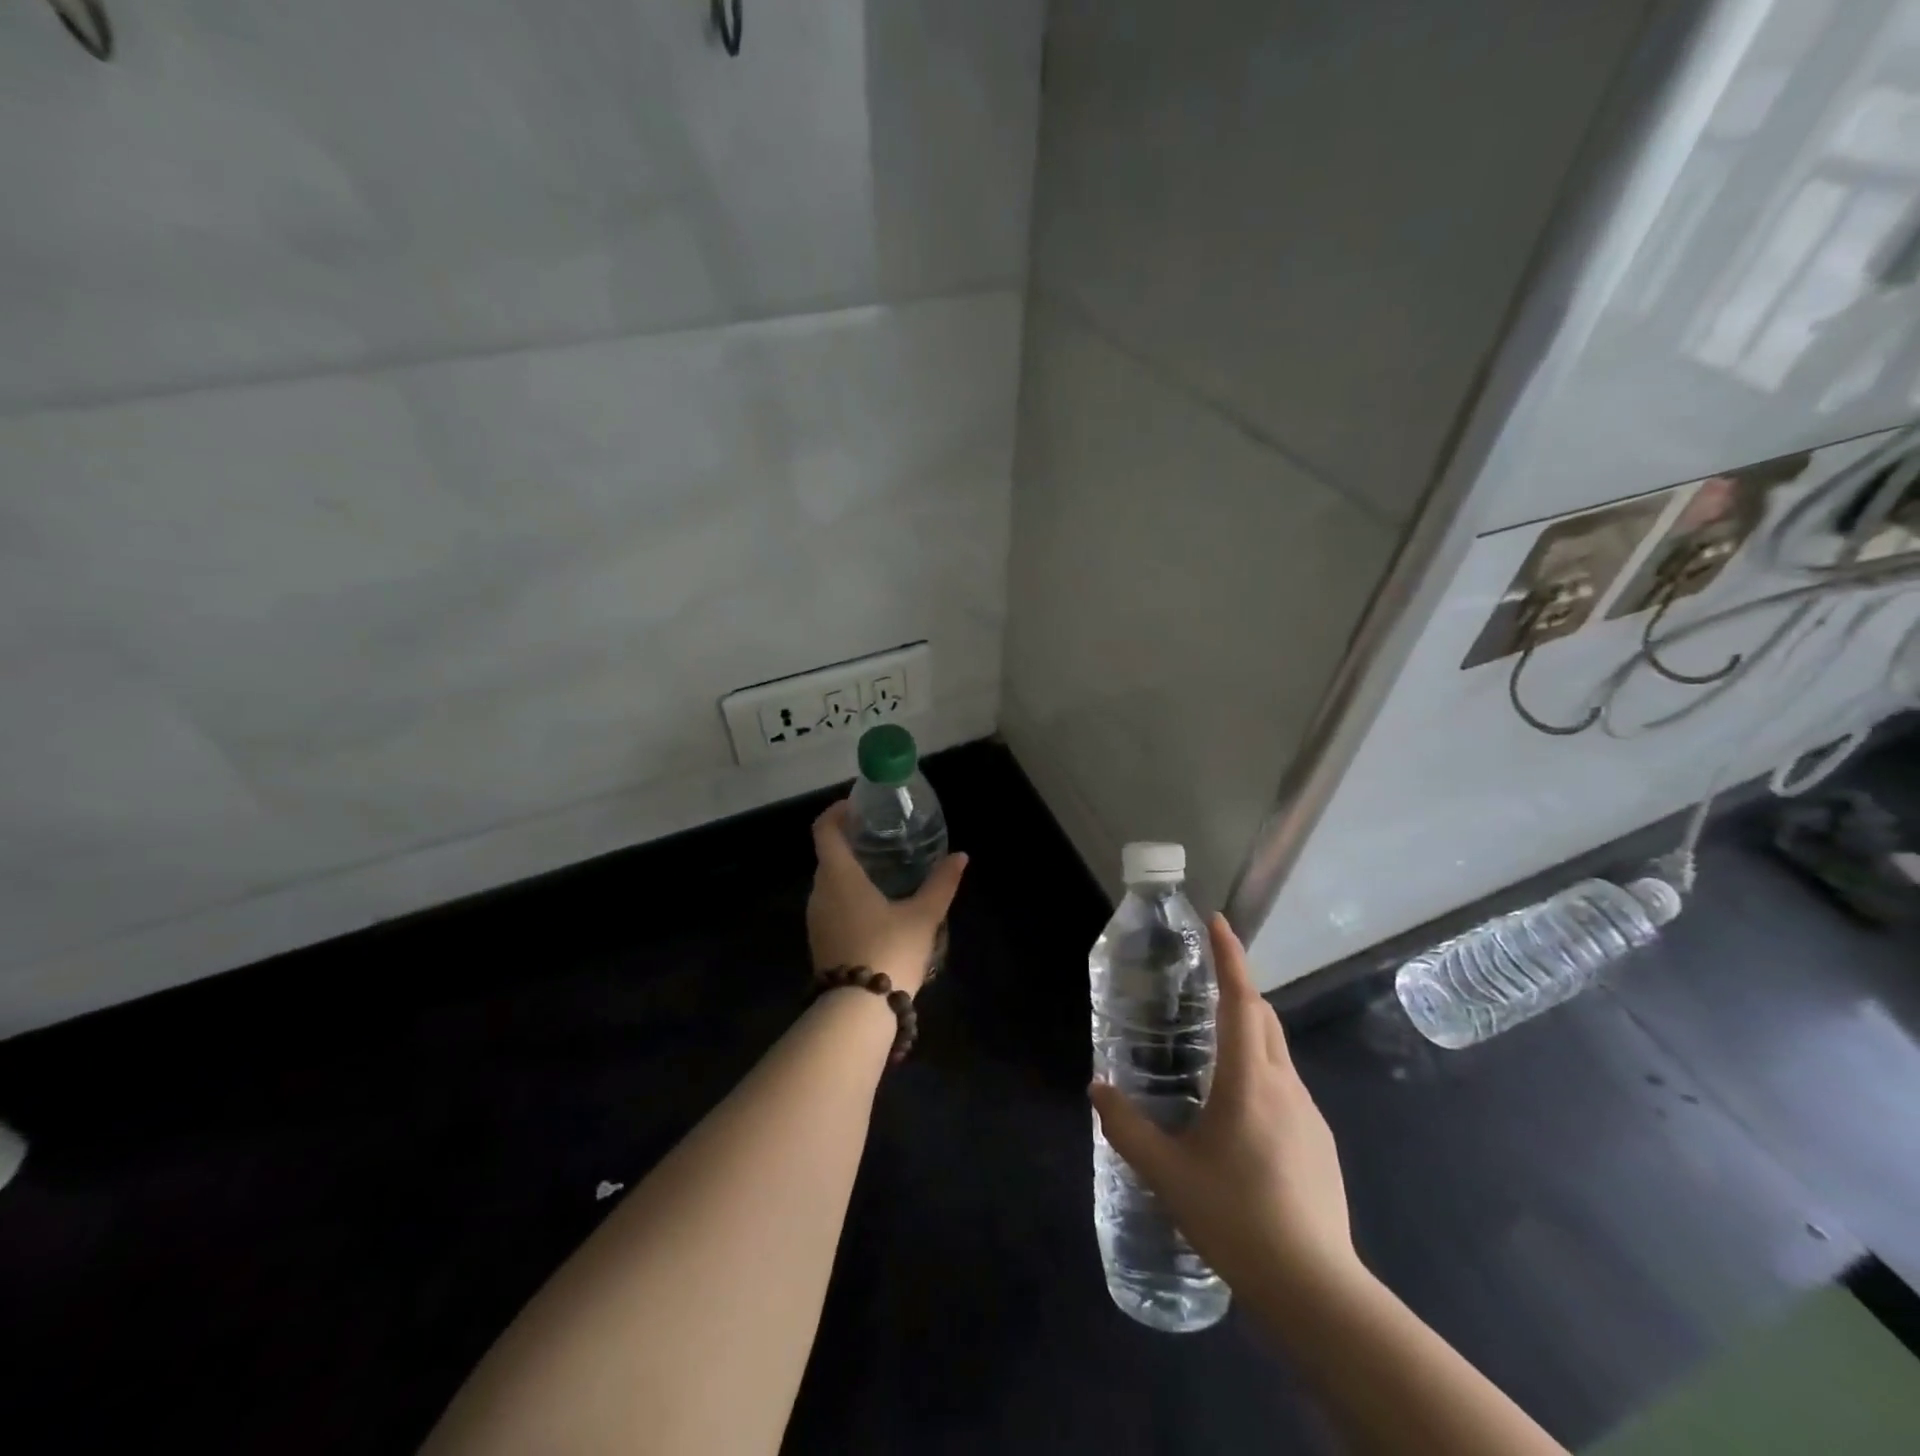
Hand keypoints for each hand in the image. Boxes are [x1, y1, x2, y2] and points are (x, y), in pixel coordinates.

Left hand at [806, 801, 966, 998]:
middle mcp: (819, 892)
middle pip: (827, 855)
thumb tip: (961, 856)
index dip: (837, 812)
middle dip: (849, 842)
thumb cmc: (889, 950)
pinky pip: (830, 906)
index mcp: (838, 876)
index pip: (824, 830)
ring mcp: (815, 920)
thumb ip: (942, 884)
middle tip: (880, 839)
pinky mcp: (819, 942)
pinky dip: (847, 896)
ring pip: (828, 883)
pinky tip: (875, 907)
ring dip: (848, 872)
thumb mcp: (923, 916)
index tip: (858, 807)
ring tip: (882, 871)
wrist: (858, 1012)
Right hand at [1090, 915, 1358, 1305]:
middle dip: (1237, 989)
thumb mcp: (1167, 1173)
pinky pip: (1285, 1087)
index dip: (1230, 956)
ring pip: (1276, 1053)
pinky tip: (1237, 1115)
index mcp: (1249, 1080)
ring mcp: (1309, 1115)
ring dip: (1248, 1034)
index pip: (1242, 1000)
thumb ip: (1126, 1126)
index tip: (1218, 921)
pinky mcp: (1320, 1144)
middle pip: (1264, 1018)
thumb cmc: (1236, 1218)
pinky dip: (1260, 1073)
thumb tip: (1096, 1088)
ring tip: (1211, 1053)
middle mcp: (1285, 1085)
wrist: (1316, 1290)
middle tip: (1202, 985)